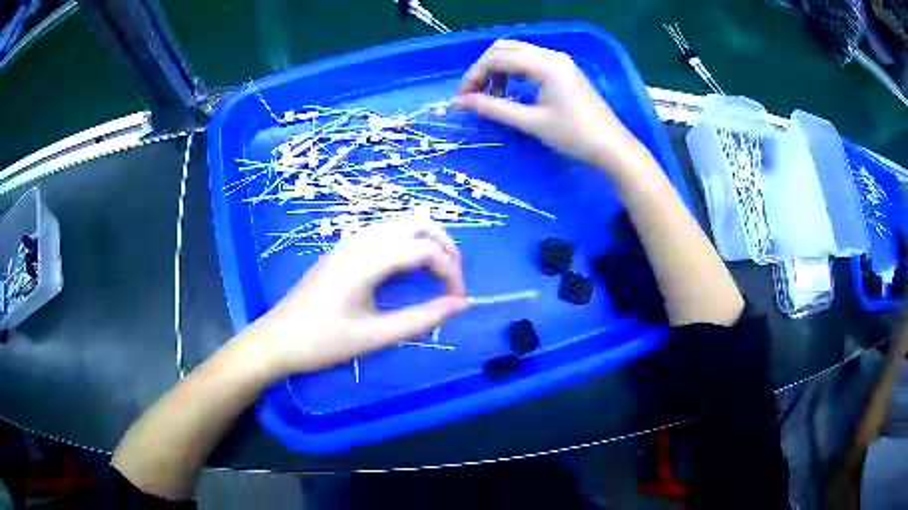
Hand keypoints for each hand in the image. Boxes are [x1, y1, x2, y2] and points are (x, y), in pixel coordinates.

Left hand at [251, 217, 469, 377]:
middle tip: (453, 280)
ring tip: (438, 275)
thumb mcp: (376, 336)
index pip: (425, 250)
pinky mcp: (344, 250)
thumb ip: (422, 319)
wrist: (278, 340)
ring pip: (400, 224)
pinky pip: (385, 234)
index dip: (451, 272)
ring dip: (426, 242)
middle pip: (417, 223)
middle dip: (445, 246)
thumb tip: (460, 305)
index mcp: (367, 260)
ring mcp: (349, 242)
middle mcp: (360, 241)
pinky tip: (408, 271)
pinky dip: (408, 244)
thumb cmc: (324, 342)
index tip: (459, 301)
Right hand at [451, 40, 640, 170]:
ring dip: (498, 69)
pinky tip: (511, 90)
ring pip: (517, 52)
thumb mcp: (531, 122)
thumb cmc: (574, 136)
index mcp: (544, 64)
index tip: (461, 98)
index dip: (473, 75)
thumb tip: (459, 103)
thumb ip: (493, 108)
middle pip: (504, 48)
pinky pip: (530, 61)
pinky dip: (513, 71)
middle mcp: (551, 55)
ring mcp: (559, 61)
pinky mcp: (564, 70)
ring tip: (492, 95)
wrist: (613, 147)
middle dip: (483, 69)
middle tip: (474, 95)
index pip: (497, 58)